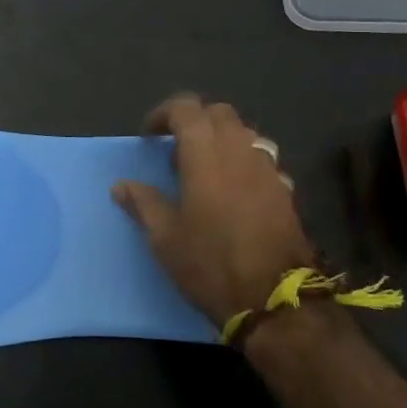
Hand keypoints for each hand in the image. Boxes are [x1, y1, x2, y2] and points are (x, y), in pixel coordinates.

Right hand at [113, 94, 317, 330]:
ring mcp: (267, 168)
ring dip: (221, 139)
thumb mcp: (165, 238)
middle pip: (219, 113)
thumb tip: (121, 185)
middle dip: (195, 121)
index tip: (149, 136)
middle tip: (176, 150)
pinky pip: (261, 158)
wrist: (275, 299)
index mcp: (205, 154)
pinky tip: (233, 191)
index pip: (186, 108)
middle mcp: (239, 150)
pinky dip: (242, 161)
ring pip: (244, 133)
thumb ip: (143, 203)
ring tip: (204, 169)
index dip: (164, 113)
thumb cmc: (210, 264)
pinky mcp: (285, 189)